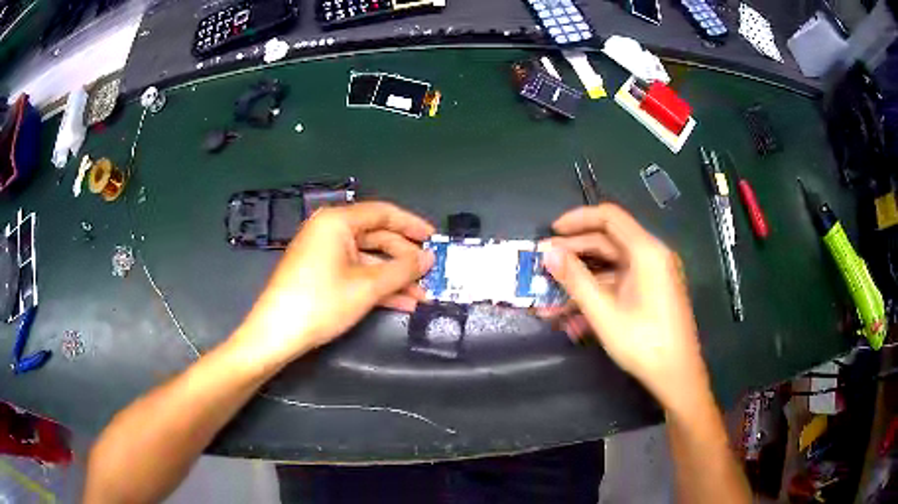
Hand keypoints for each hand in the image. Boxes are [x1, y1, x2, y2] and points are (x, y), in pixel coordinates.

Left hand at [233, 202, 434, 365]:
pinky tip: (400, 303)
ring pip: (368, 259)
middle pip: (377, 237)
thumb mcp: (367, 287)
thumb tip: (429, 258)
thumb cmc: (321, 302)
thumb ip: (402, 270)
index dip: (412, 225)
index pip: (383, 213)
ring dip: (394, 277)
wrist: (276, 333)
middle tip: (430, 275)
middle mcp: (330, 230)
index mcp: (337, 221)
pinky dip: (376, 285)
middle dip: (405, 259)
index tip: (435, 239)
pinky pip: (355, 272)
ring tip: (422, 295)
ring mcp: (324, 253)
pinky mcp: (320, 273)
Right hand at [540, 205, 708, 409]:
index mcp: (646, 251)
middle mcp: (651, 256)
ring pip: (610, 268)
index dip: (578, 219)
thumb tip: (548, 253)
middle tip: (544, 267)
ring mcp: (652, 276)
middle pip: (608, 242)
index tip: (551, 233)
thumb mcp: (604, 312)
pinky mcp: (650, 294)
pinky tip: (573, 320)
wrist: (677, 376)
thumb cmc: (643, 343)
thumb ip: (575, 279)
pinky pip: (619, 286)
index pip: (609, 217)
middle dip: (573, 255)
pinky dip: (597, 296)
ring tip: (550, 302)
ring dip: (581, 282)